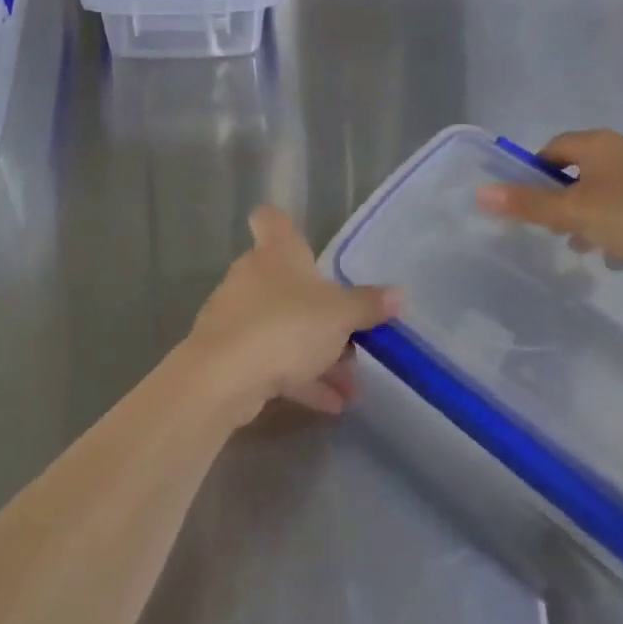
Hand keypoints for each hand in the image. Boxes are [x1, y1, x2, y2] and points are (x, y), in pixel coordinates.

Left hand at [186, 207, 398, 423]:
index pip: (271, 219)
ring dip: (316, 354)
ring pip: (283, 326)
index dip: (283, 224)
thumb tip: (398, 294)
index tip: (303, 240)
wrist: (224, 376)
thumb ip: (367, 305)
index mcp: (276, 252)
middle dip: (321, 312)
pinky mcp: (230, 352)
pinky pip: (272, 359)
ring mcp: (238, 314)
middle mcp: (252, 275)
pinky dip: (299, 377)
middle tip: (353, 339)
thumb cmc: (286, 326)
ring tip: (351, 386)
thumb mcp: (339, 316)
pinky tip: (330, 404)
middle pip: (287, 282)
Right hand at [476, 129, 622, 285]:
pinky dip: (615, 228)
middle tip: (550, 228)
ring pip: (604, 194)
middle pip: (578, 171)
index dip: (534, 172)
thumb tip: (480, 192)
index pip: (553, 147)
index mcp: (601, 145)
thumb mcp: (573, 213)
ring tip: (580, 248)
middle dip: (560, 199)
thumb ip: (527, 203)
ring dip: (586, 218)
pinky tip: (616, 257)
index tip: (527, 203)